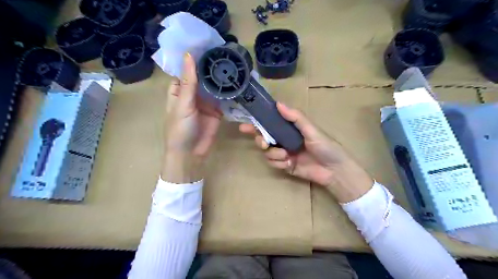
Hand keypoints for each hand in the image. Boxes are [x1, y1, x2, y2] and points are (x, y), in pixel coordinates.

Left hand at [161, 52, 221, 182]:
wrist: (191, 154)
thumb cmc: (180, 129)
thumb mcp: (183, 104)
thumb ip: (189, 82)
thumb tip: (189, 56)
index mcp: (179, 90)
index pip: (186, 70)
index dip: (195, 58)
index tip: (207, 44)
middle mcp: (193, 94)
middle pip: (203, 77)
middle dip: (212, 67)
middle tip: (226, 53)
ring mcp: (207, 103)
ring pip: (214, 88)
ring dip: (222, 79)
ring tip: (233, 65)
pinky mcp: (217, 112)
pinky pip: (224, 100)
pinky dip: (230, 93)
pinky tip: (238, 83)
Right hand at [239, 102, 370, 202]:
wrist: (334, 170)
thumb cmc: (325, 146)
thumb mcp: (311, 130)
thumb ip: (296, 117)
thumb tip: (278, 103)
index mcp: (289, 129)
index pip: (270, 124)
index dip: (257, 124)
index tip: (245, 125)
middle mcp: (284, 140)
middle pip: (263, 138)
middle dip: (260, 140)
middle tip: (264, 144)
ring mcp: (283, 154)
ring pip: (266, 153)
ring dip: (274, 154)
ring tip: (287, 156)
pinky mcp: (284, 166)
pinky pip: (273, 163)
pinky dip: (280, 163)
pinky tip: (290, 164)